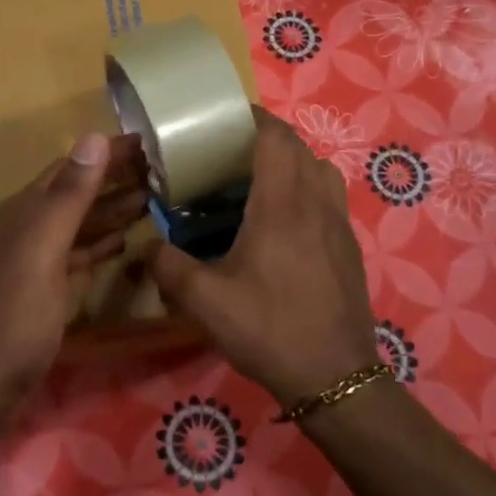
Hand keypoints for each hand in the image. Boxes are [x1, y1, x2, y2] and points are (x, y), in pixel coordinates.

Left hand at [0, 132, 147, 392]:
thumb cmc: (17, 312)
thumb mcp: (44, 248)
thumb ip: (69, 195)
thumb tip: (94, 138)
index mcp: (25, 211)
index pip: (70, 167)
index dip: (105, 152)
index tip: (144, 141)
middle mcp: (28, 227)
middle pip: (76, 193)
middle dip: (114, 179)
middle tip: (158, 170)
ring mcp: (36, 259)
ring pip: (80, 224)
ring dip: (112, 209)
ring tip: (152, 199)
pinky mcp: (45, 287)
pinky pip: (78, 253)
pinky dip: (101, 243)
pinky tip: (124, 240)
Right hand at [150, 108, 380, 407]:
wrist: (335, 377)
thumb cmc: (270, 330)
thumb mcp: (206, 302)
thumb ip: (168, 267)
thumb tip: (145, 247)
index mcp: (282, 206)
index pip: (275, 138)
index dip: (252, 118)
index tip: (224, 118)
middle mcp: (316, 204)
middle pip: (299, 148)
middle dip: (266, 139)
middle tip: (230, 153)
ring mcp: (340, 225)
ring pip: (320, 171)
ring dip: (292, 164)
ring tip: (258, 184)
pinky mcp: (350, 247)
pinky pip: (329, 198)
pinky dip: (307, 191)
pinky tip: (283, 225)